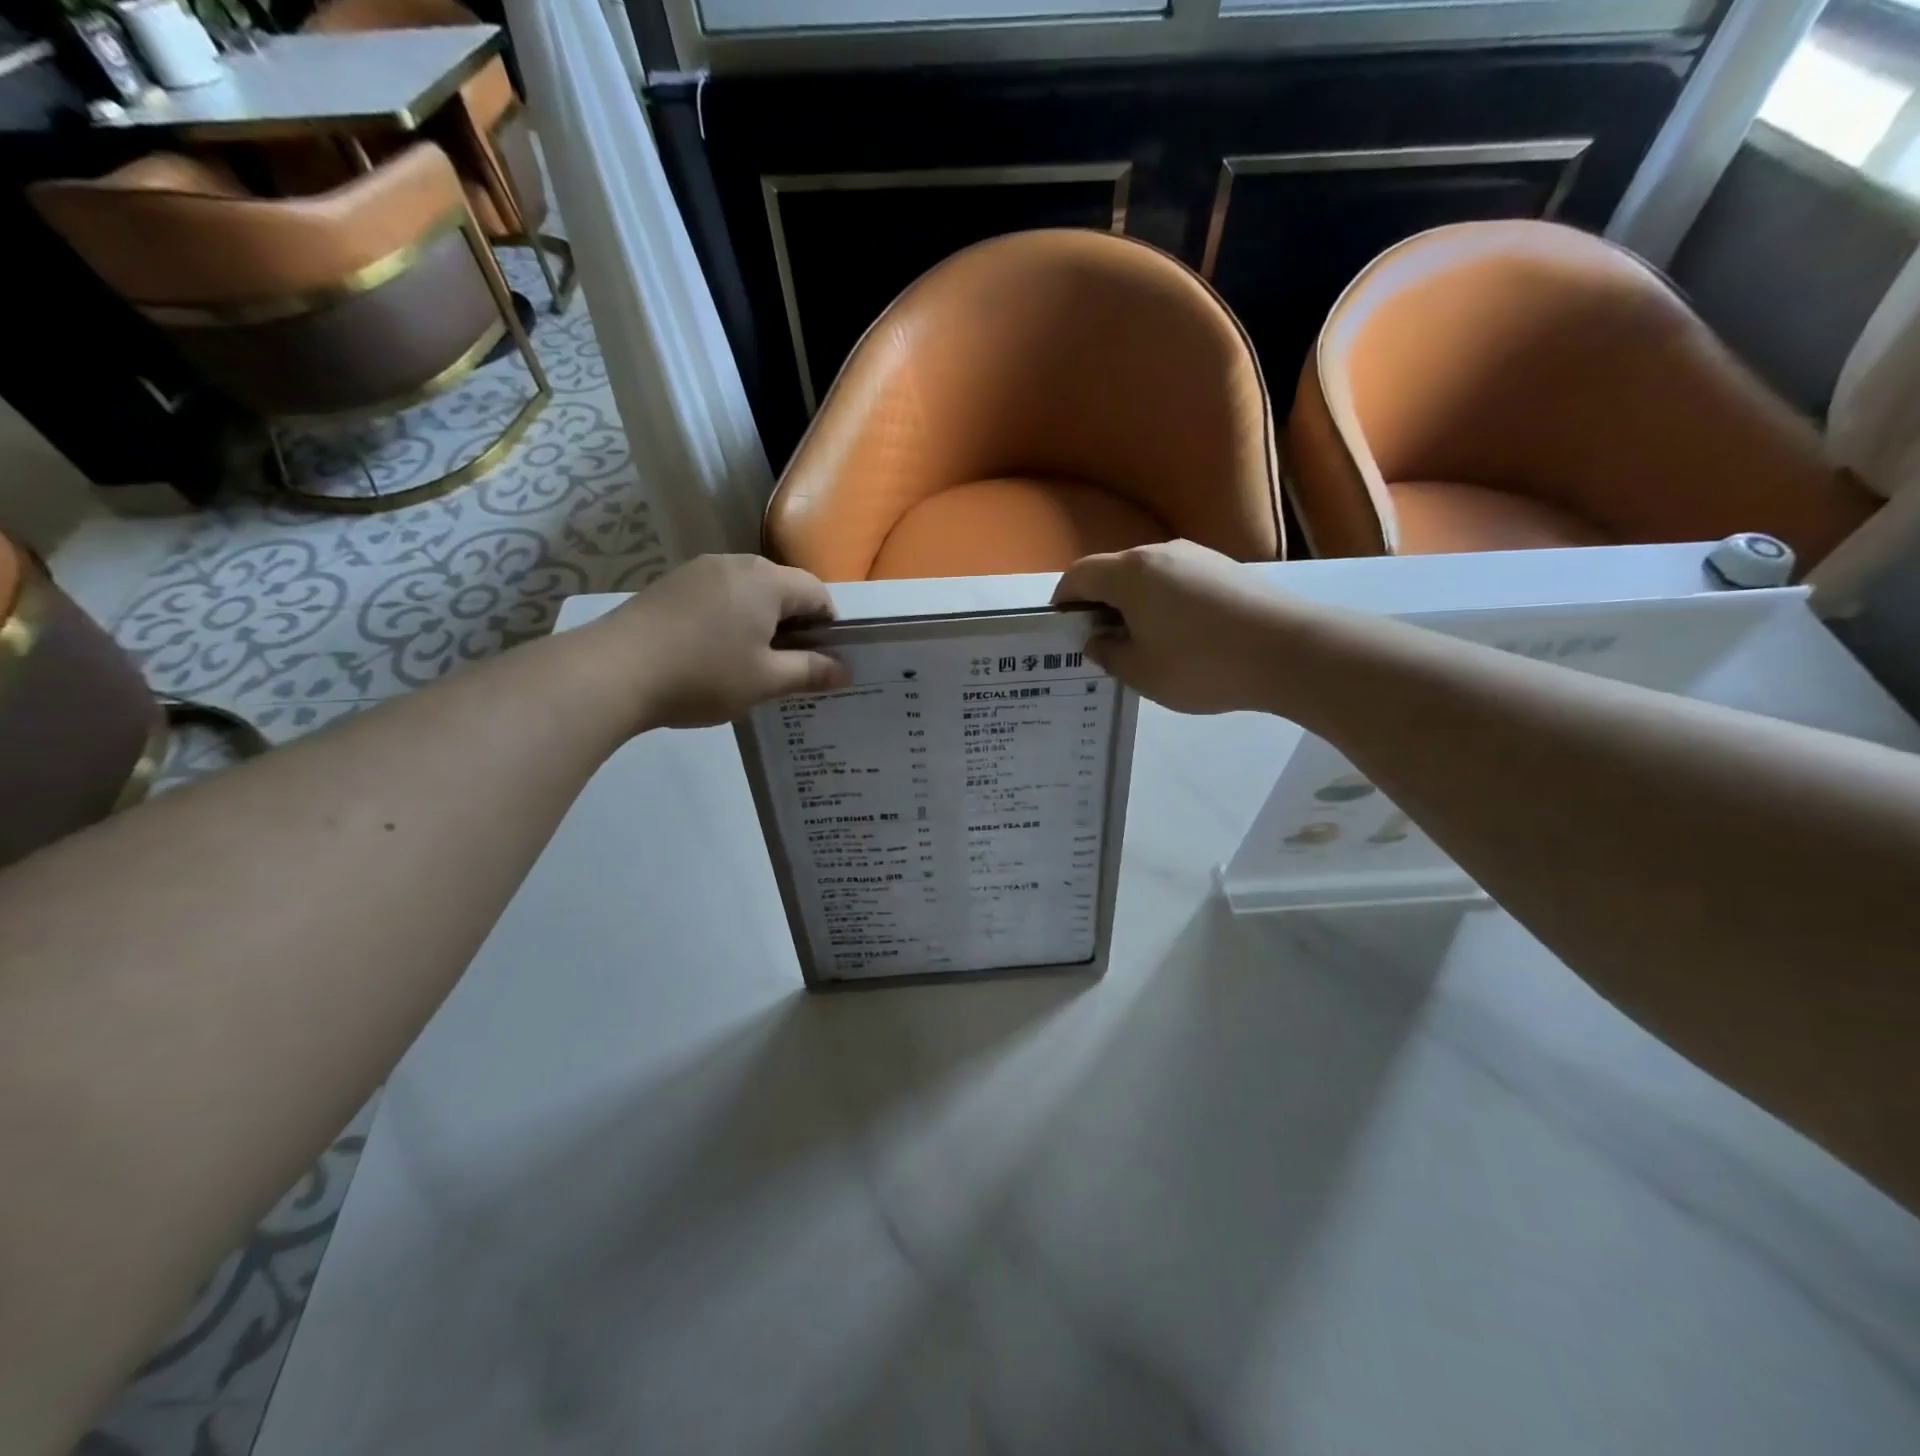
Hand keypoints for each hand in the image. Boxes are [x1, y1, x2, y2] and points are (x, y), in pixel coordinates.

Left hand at [592, 555, 851, 729]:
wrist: (614, 670)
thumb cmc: (704, 674)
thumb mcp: (766, 681)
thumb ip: (810, 671)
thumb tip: (844, 670)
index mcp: (767, 580)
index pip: (817, 593)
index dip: (828, 627)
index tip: (822, 661)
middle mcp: (736, 563)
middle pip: (782, 587)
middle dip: (794, 623)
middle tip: (788, 666)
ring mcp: (698, 570)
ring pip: (748, 591)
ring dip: (760, 621)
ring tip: (750, 663)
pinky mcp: (671, 584)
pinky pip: (717, 596)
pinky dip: (729, 619)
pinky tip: (713, 653)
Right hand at [1052, 540, 1293, 714]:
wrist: (1291, 651)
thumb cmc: (1202, 664)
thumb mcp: (1141, 672)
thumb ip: (1108, 654)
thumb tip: (1097, 640)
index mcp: (1130, 573)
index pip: (1079, 575)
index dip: (1063, 600)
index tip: (1063, 629)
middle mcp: (1161, 553)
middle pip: (1114, 572)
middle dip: (1099, 603)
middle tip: (1100, 642)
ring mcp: (1198, 557)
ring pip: (1149, 577)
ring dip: (1134, 604)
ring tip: (1142, 643)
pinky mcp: (1226, 569)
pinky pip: (1179, 581)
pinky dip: (1165, 603)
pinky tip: (1180, 637)